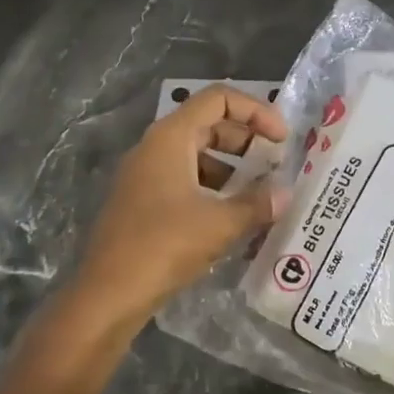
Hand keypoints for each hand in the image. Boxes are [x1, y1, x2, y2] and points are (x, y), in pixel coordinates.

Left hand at [72, 85, 289, 322]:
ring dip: (231, 168)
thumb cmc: (164, 245)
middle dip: (246, 140)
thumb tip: (286, 195)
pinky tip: (232, 218)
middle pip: (208, 124)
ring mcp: (145, 175)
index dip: (256, 111)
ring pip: (196, 155)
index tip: (282, 139)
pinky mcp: (142, 203)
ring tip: (259, 195)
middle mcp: (154, 147)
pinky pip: (184, 181)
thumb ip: (257, 204)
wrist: (108, 294)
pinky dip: (212, 189)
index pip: (218, 99)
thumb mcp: (220, 224)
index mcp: (170, 137)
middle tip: (274, 165)